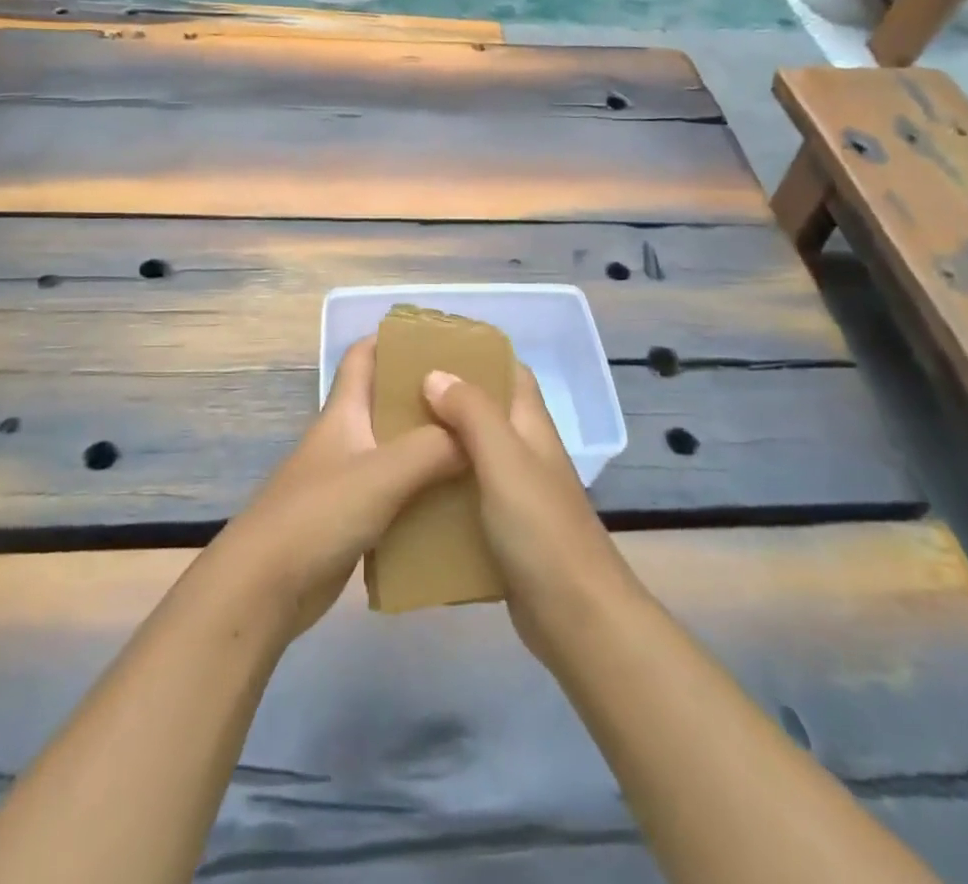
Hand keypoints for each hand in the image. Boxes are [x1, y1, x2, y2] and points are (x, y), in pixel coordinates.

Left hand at [206, 336, 465, 640]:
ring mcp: (348, 480)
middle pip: (389, 403)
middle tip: (480, 401)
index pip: (364, 355)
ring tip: (482, 449)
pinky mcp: (354, 520)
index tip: (443, 340)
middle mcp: (347, 438)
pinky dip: (425, 492)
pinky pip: (398, 494)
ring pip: (397, 451)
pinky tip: (459, 502)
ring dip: (432, 447)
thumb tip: (478, 435)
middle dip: (429, 397)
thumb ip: (432, 450)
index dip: (395, 340)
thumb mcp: (381, 474)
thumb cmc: (318, 515)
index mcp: (344, 412)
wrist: (264, 589)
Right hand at [421, 366, 640, 662]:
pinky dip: (441, 490)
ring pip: (471, 455)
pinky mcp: (503, 531)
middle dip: (445, 399)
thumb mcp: (504, 460)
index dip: (477, 354)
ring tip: (391, 439)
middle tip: (396, 395)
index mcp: (530, 426)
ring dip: (439, 446)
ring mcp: (515, 494)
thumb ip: (473, 413)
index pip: (509, 371)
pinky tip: (406, 494)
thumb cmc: (541, 528)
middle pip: (485, 412)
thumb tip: (435, 374)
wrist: (575, 617)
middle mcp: (524, 453)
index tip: (430, 348)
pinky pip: (466, 497)